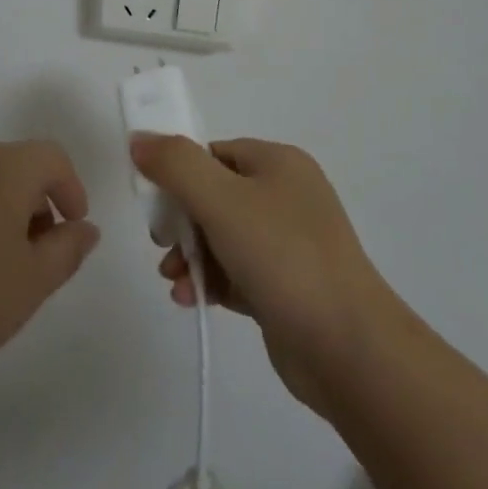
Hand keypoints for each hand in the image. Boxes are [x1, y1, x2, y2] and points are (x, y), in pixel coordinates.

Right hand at [131, 135, 401, 414]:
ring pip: (221, 237)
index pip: (212, 154)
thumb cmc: (283, 257)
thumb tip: (139, 139)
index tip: (155, 206)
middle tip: (162, 243)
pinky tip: (190, 299)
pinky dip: (210, 281)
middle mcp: (286, 195)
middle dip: (181, 221)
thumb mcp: (221, 200)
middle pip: (213, 195)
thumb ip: (175, 165)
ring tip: (173, 279)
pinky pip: (235, 272)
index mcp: (278, 163)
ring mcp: (289, 243)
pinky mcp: (285, 287)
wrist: (349, 349)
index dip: (178, 175)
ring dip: (190, 255)